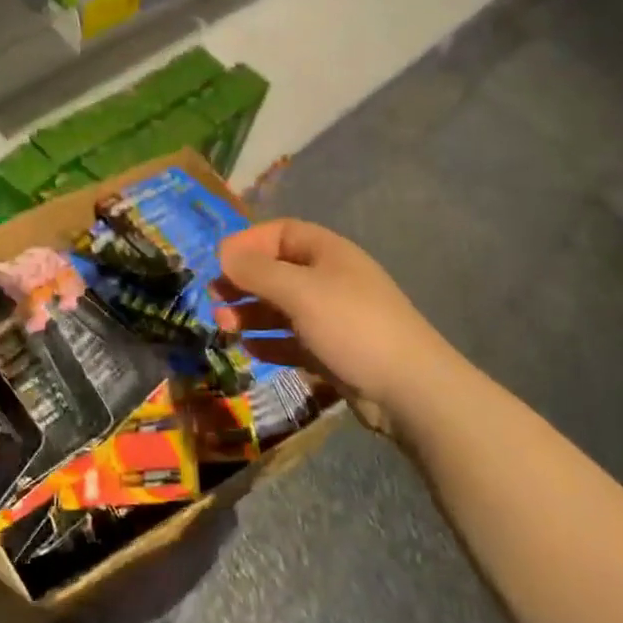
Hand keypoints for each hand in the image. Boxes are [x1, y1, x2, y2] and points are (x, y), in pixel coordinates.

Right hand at [214, 219, 444, 429]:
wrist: (409, 389)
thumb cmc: (352, 326)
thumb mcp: (300, 292)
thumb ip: (258, 272)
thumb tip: (224, 253)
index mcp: (328, 253)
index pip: (282, 233)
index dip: (249, 242)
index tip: (219, 261)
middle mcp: (330, 280)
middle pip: (278, 271)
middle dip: (244, 282)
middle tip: (214, 298)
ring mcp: (332, 317)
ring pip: (282, 308)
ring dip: (251, 313)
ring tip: (224, 325)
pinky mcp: (332, 352)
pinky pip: (293, 340)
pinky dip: (270, 342)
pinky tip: (249, 348)